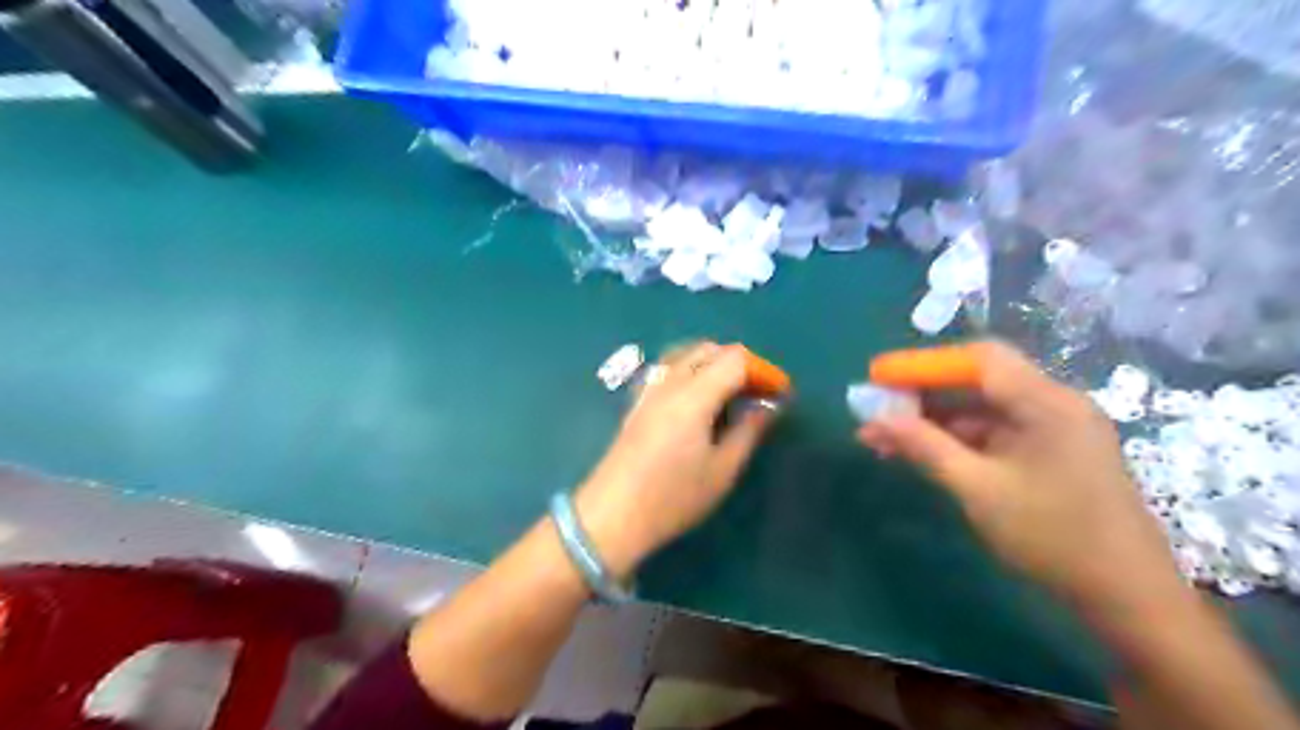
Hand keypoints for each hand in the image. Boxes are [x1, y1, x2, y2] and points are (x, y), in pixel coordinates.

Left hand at [575, 341, 767, 579]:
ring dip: (713, 363)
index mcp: (694, 396)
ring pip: (686, 355)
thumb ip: (749, 431)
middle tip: (758, 393)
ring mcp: (649, 389)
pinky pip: (668, 368)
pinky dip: (691, 370)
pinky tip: (696, 398)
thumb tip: (769, 406)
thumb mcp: (722, 470)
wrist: (612, 515)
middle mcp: (670, 382)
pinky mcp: (637, 401)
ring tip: (731, 393)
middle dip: (740, 363)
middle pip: (709, 349)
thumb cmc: (673, 497)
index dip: (762, 370)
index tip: (780, 393)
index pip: (735, 359)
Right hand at [861, 340, 1186, 610]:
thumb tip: (877, 420)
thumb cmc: (1053, 536)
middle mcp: (1053, 404)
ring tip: (884, 438)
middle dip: (922, 394)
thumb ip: (925, 447)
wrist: (1128, 597)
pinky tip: (921, 452)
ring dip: (934, 421)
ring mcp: (1054, 429)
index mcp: (1047, 402)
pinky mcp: (1050, 452)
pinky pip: (994, 433)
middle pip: (977, 381)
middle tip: (876, 410)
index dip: (923, 363)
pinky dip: (957, 439)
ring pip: (981, 409)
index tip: (878, 376)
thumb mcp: (978, 489)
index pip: (978, 360)